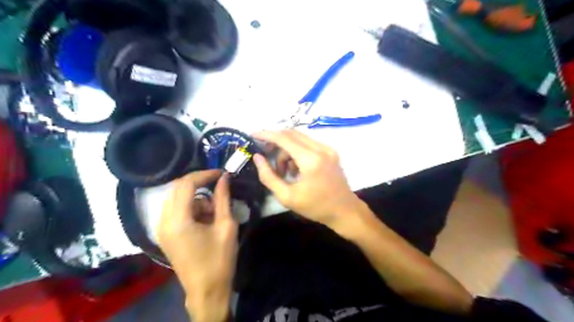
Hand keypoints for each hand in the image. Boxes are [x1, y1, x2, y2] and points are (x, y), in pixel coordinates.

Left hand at [157, 169, 236, 319]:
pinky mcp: (165, 234)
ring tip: (214, 212)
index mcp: (178, 220)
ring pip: (177, 198)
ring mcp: (161, 228)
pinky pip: (176, 210)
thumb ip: (223, 198)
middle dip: (200, 183)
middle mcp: (163, 221)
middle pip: (178, 188)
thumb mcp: (226, 226)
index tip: (222, 173)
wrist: (207, 290)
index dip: (205, 174)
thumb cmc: (220, 259)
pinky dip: (191, 208)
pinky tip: (205, 220)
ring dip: (196, 198)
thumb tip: (224, 178)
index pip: (186, 184)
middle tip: (219, 186)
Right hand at [251, 129, 358, 226]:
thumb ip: (269, 176)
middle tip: (265, 153)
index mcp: (310, 160)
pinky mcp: (331, 151)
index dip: (266, 134)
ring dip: (286, 150)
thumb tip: (257, 158)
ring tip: (284, 171)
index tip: (253, 135)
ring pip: (299, 138)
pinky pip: (308, 144)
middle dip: (275, 141)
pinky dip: (297, 152)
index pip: (284, 138)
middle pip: (291, 134)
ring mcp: (328, 148)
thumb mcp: (287, 196)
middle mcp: (321, 148)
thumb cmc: (315, 207)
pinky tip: (296, 169)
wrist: (344, 210)